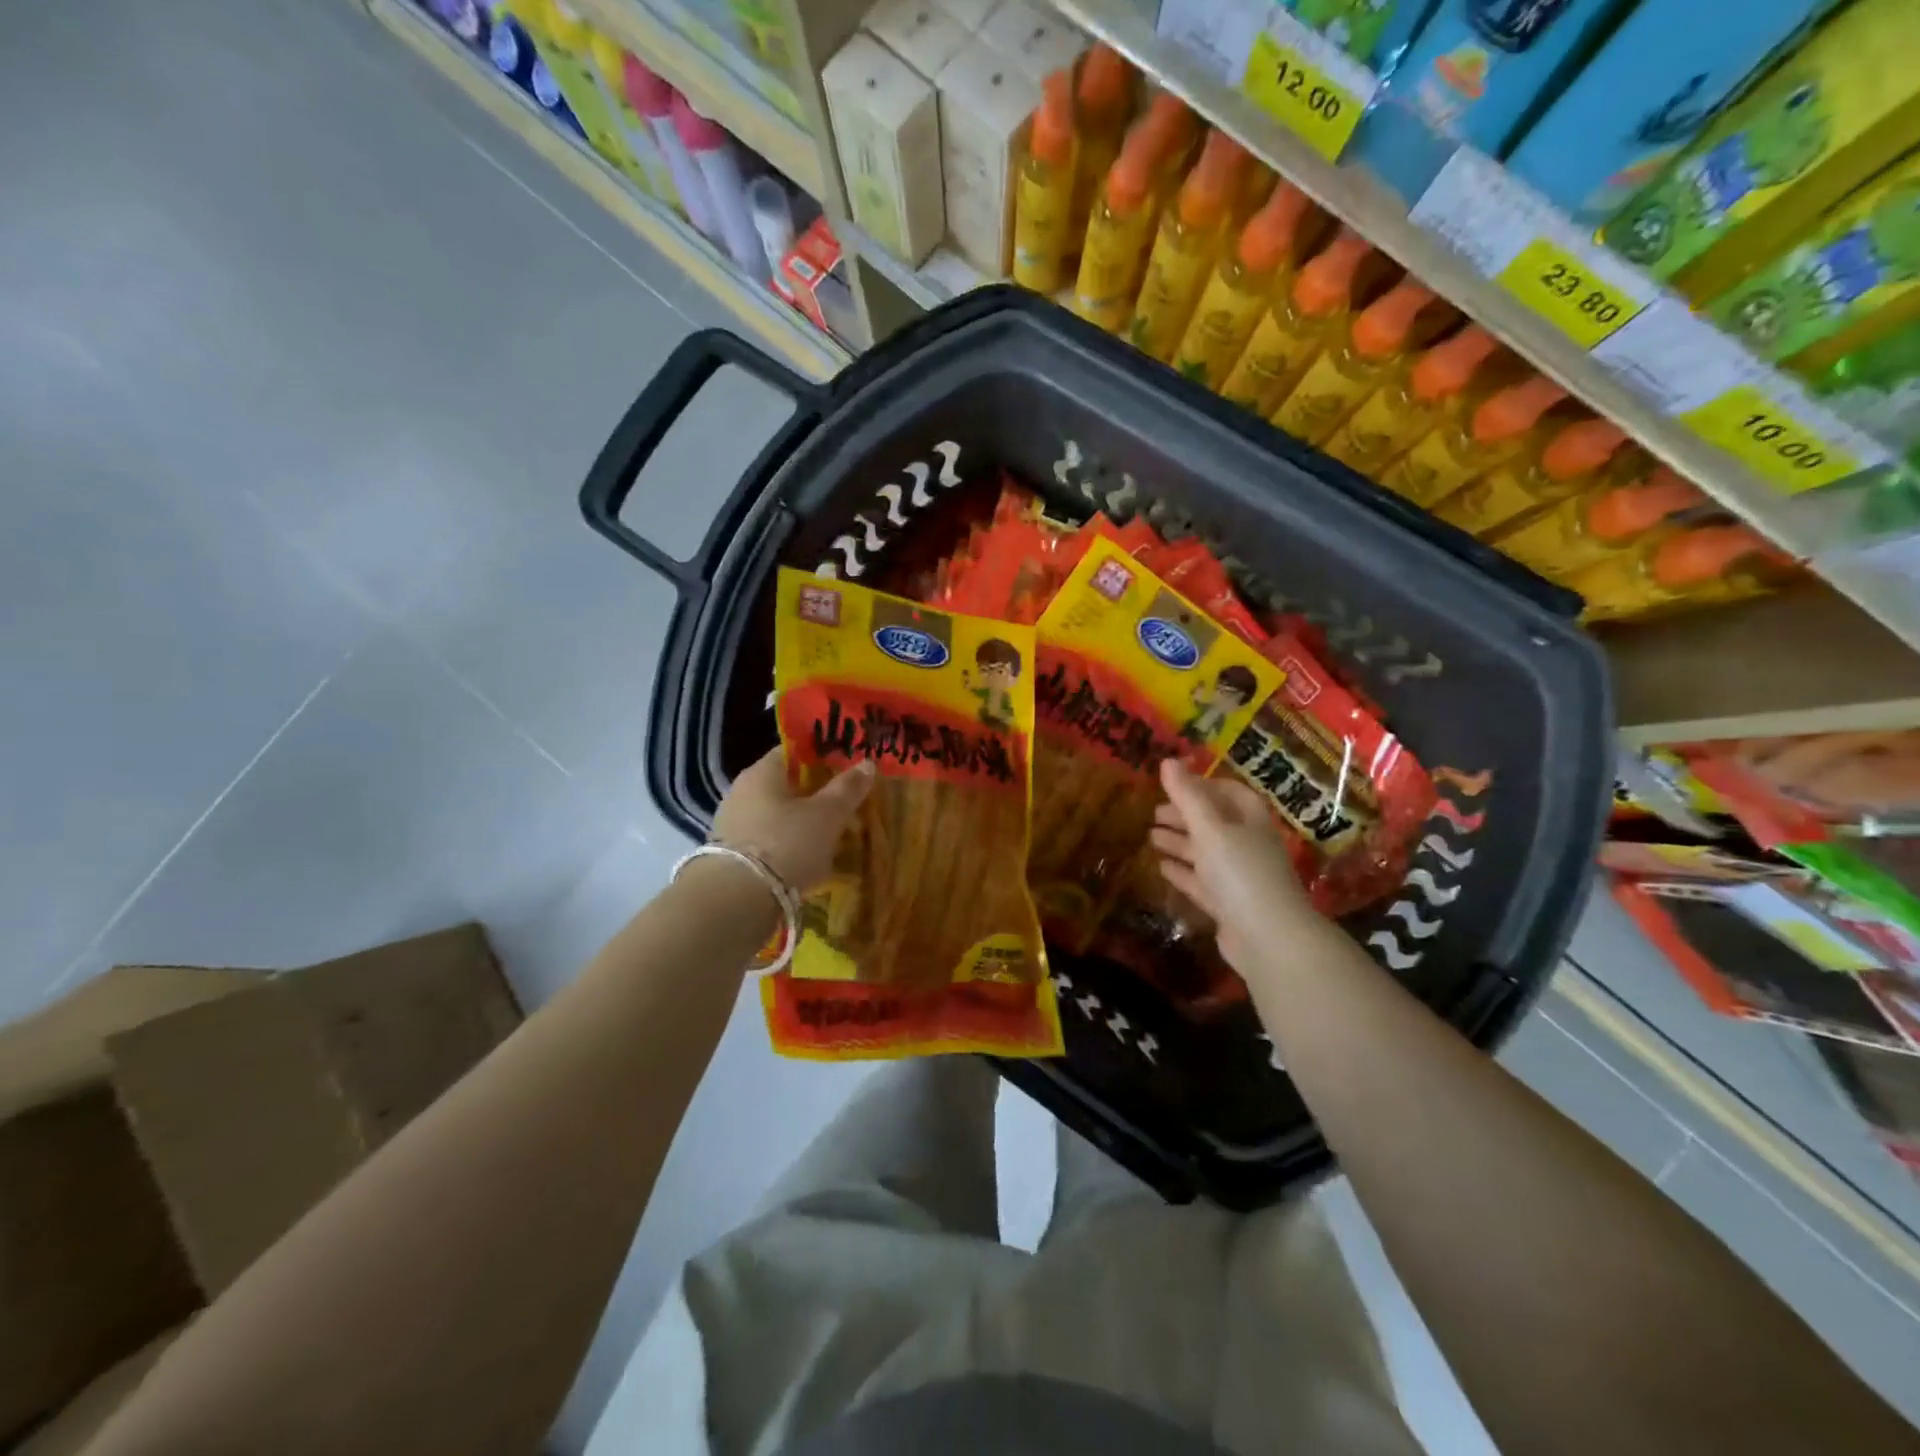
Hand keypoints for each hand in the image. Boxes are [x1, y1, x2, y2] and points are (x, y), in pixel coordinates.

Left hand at [713, 748, 874, 892]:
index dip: (822, 757)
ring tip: (831, 839)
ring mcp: (732, 824)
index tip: (846, 770)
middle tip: (844, 807)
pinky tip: (807, 862)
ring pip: (777, 816)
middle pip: (786, 785)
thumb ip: (848, 788)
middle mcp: (742, 791)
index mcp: (762, 772)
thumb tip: (867, 763)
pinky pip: (768, 841)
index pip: (794, 752)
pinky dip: (788, 847)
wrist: (737, 900)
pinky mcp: (731, 855)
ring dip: (802, 824)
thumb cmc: (786, 844)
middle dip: (815, 795)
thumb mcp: (827, 815)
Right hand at [1150, 758, 1325, 979]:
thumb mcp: (1210, 828)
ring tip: (1150, 836)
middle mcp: (1247, 844)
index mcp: (1250, 820)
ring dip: (1179, 842)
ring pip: (1205, 852)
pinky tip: (1161, 868)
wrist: (1269, 938)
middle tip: (1153, 812)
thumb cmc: (1241, 873)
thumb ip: (1187, 796)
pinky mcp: (1228, 904)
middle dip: (1184, 815)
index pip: (1228, 792)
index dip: (1201, 785)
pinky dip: (1182, 872)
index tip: (1172, 784)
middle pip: (1214, 822)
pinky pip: (1201, 881)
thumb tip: (1167, 761)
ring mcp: (1238, 876)